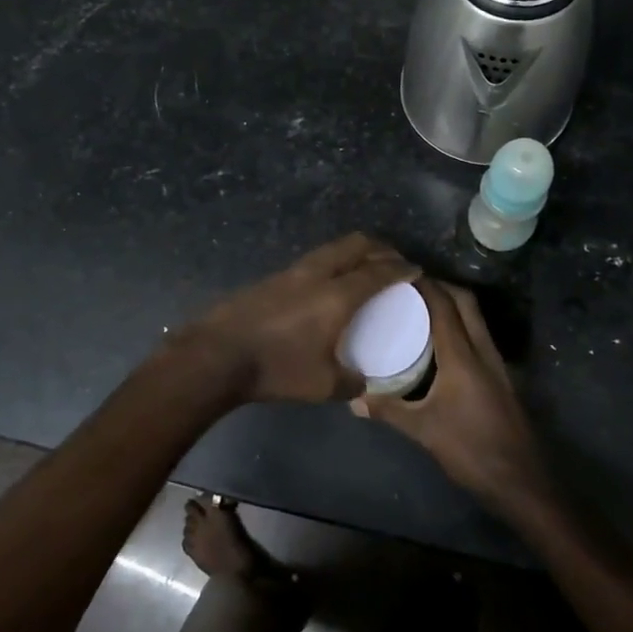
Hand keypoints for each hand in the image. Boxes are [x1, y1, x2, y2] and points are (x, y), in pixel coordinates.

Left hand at [178, 234, 417, 404]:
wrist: (217, 355)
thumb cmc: (276, 369)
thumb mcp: (323, 386)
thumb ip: (351, 382)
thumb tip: (362, 381)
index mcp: (337, 296)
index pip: (378, 272)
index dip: (400, 268)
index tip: (415, 269)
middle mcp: (316, 274)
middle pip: (354, 244)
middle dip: (379, 247)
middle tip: (393, 260)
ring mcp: (290, 272)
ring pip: (330, 249)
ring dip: (352, 252)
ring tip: (362, 268)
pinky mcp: (271, 278)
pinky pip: (312, 261)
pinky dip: (330, 263)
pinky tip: (327, 284)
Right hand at [353, 279, 550, 516]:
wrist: (521, 482)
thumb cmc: (471, 451)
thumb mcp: (423, 431)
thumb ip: (388, 411)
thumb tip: (352, 400)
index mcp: (463, 357)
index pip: (444, 307)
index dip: (426, 285)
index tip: (402, 272)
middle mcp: (483, 351)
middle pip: (466, 303)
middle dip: (442, 286)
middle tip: (411, 286)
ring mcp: (497, 364)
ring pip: (476, 319)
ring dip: (453, 305)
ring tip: (421, 308)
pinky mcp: (502, 378)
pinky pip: (480, 337)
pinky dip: (461, 326)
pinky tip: (441, 343)